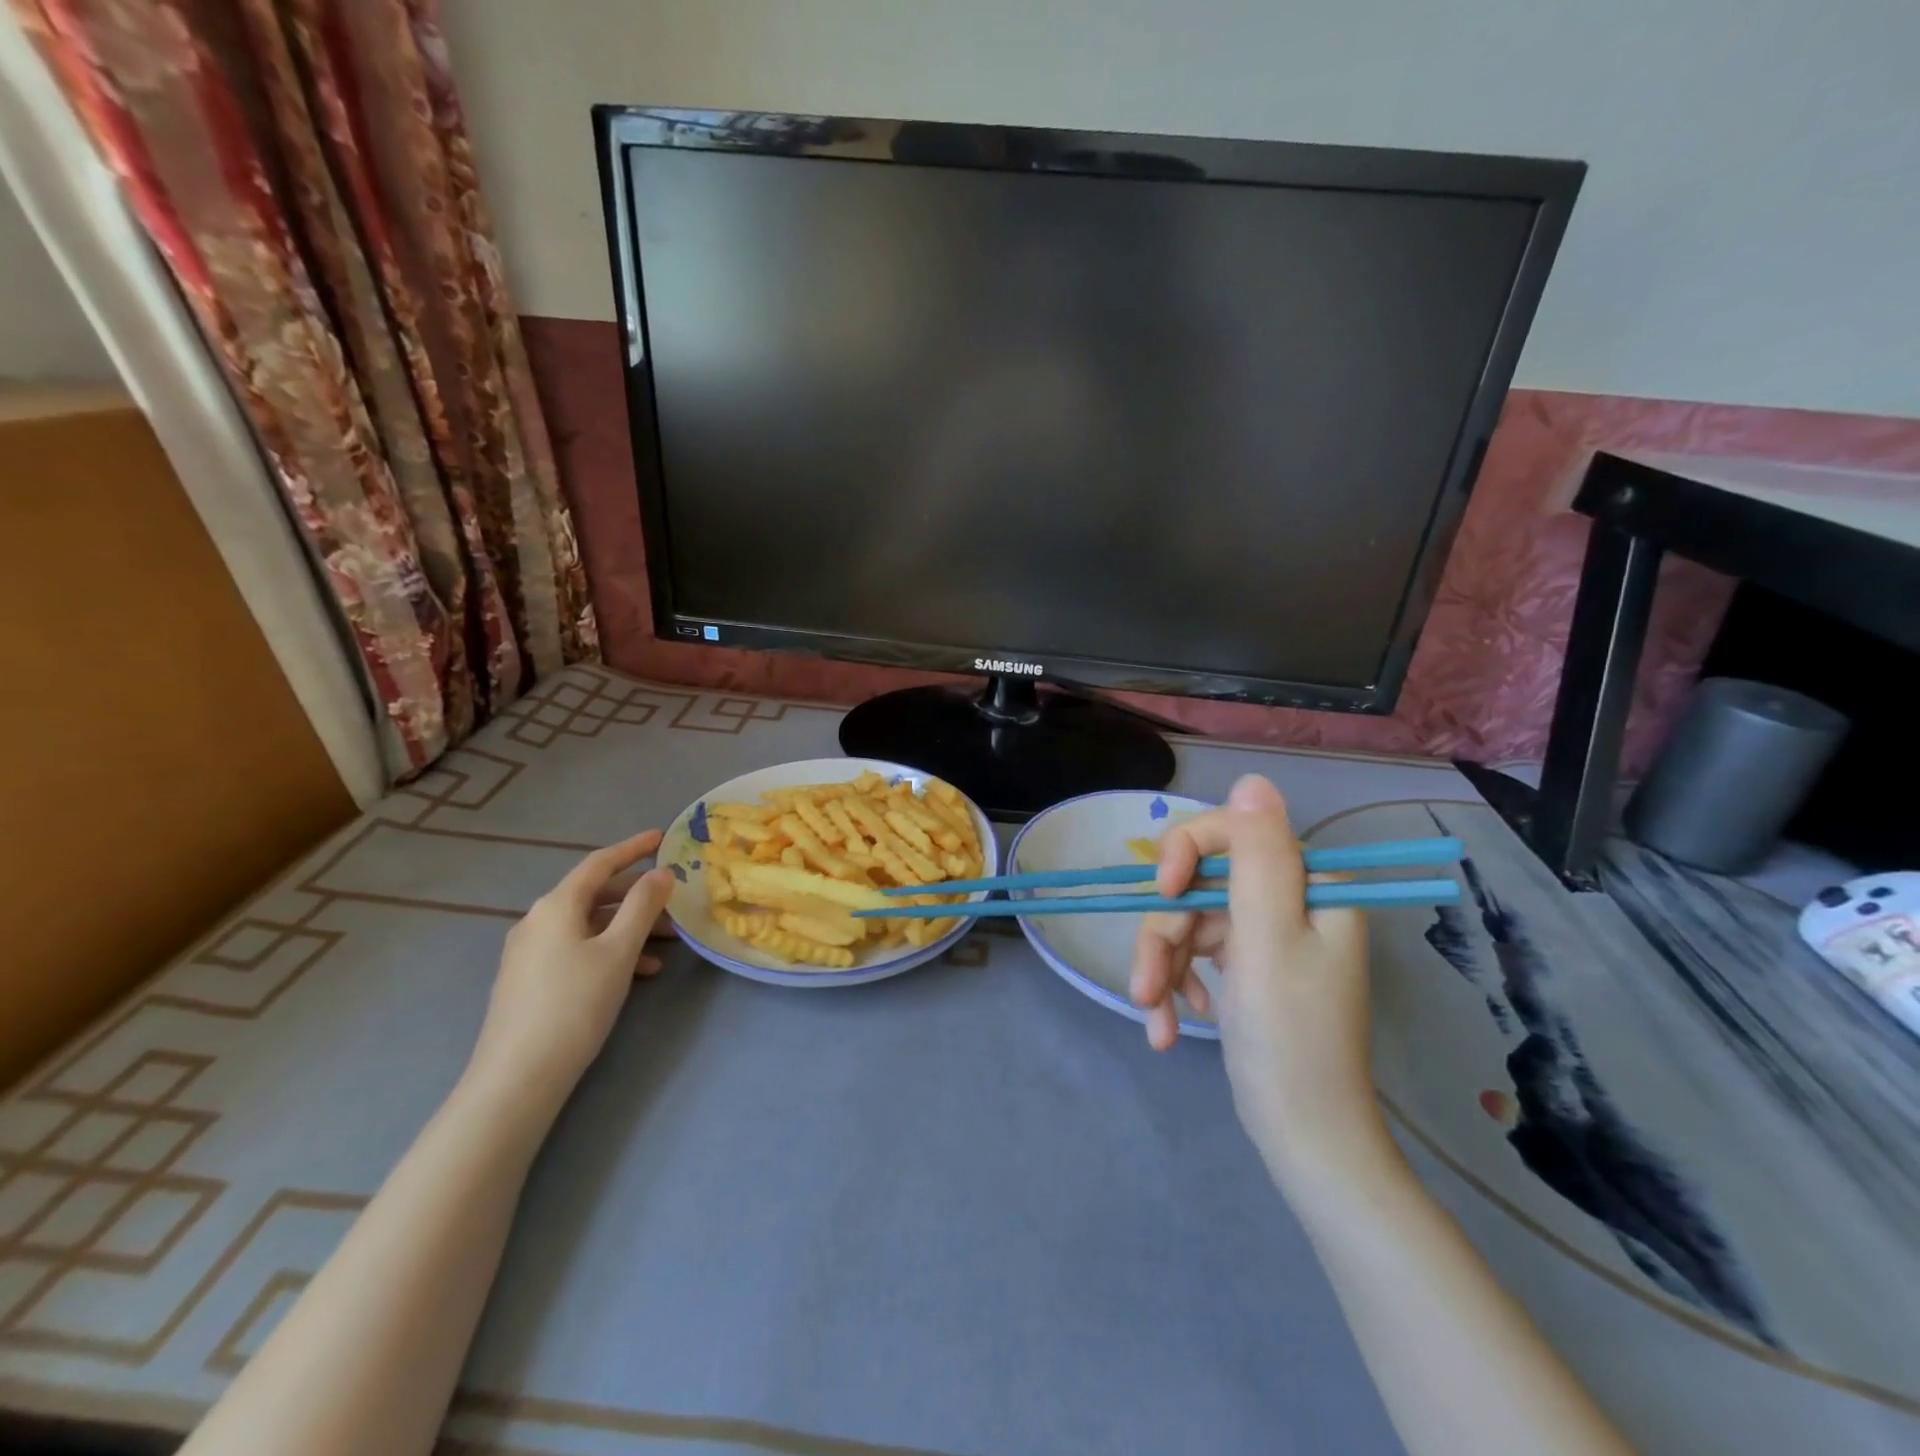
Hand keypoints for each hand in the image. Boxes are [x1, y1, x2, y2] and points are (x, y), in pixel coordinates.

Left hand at [465, 830, 677, 1111]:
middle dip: (637, 896)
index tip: (662, 837)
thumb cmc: (575, 1004)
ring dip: (628, 928)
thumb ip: (643, 906)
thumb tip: (660, 872)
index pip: (599, 863)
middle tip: (674, 901)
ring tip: (667, 944)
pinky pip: (577, 950)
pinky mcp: (529, 981)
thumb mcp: (619, 951)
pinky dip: (609, 951)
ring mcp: (529, 953)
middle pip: (594, 895)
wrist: (517, 1077)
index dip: (632, 848)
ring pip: (589, 926)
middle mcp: (537, 921)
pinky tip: (638, 972)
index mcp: (556, 906)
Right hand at [1130, 776, 1387, 1189]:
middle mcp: (1288, 901)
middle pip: (1199, 885)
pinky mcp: (1245, 966)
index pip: (1232, 833)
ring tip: (1155, 1021)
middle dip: (1165, 935)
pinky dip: (1175, 986)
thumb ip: (1257, 856)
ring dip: (1161, 968)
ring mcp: (1264, 935)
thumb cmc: (1290, 1038)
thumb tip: (1251, 780)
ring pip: (1187, 923)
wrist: (1303, 1137)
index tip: (1162, 894)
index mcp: (1308, 884)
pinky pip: (1194, 954)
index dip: (1185, 852)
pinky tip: (1170, 1027)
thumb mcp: (1268, 938)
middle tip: (1145, 986)